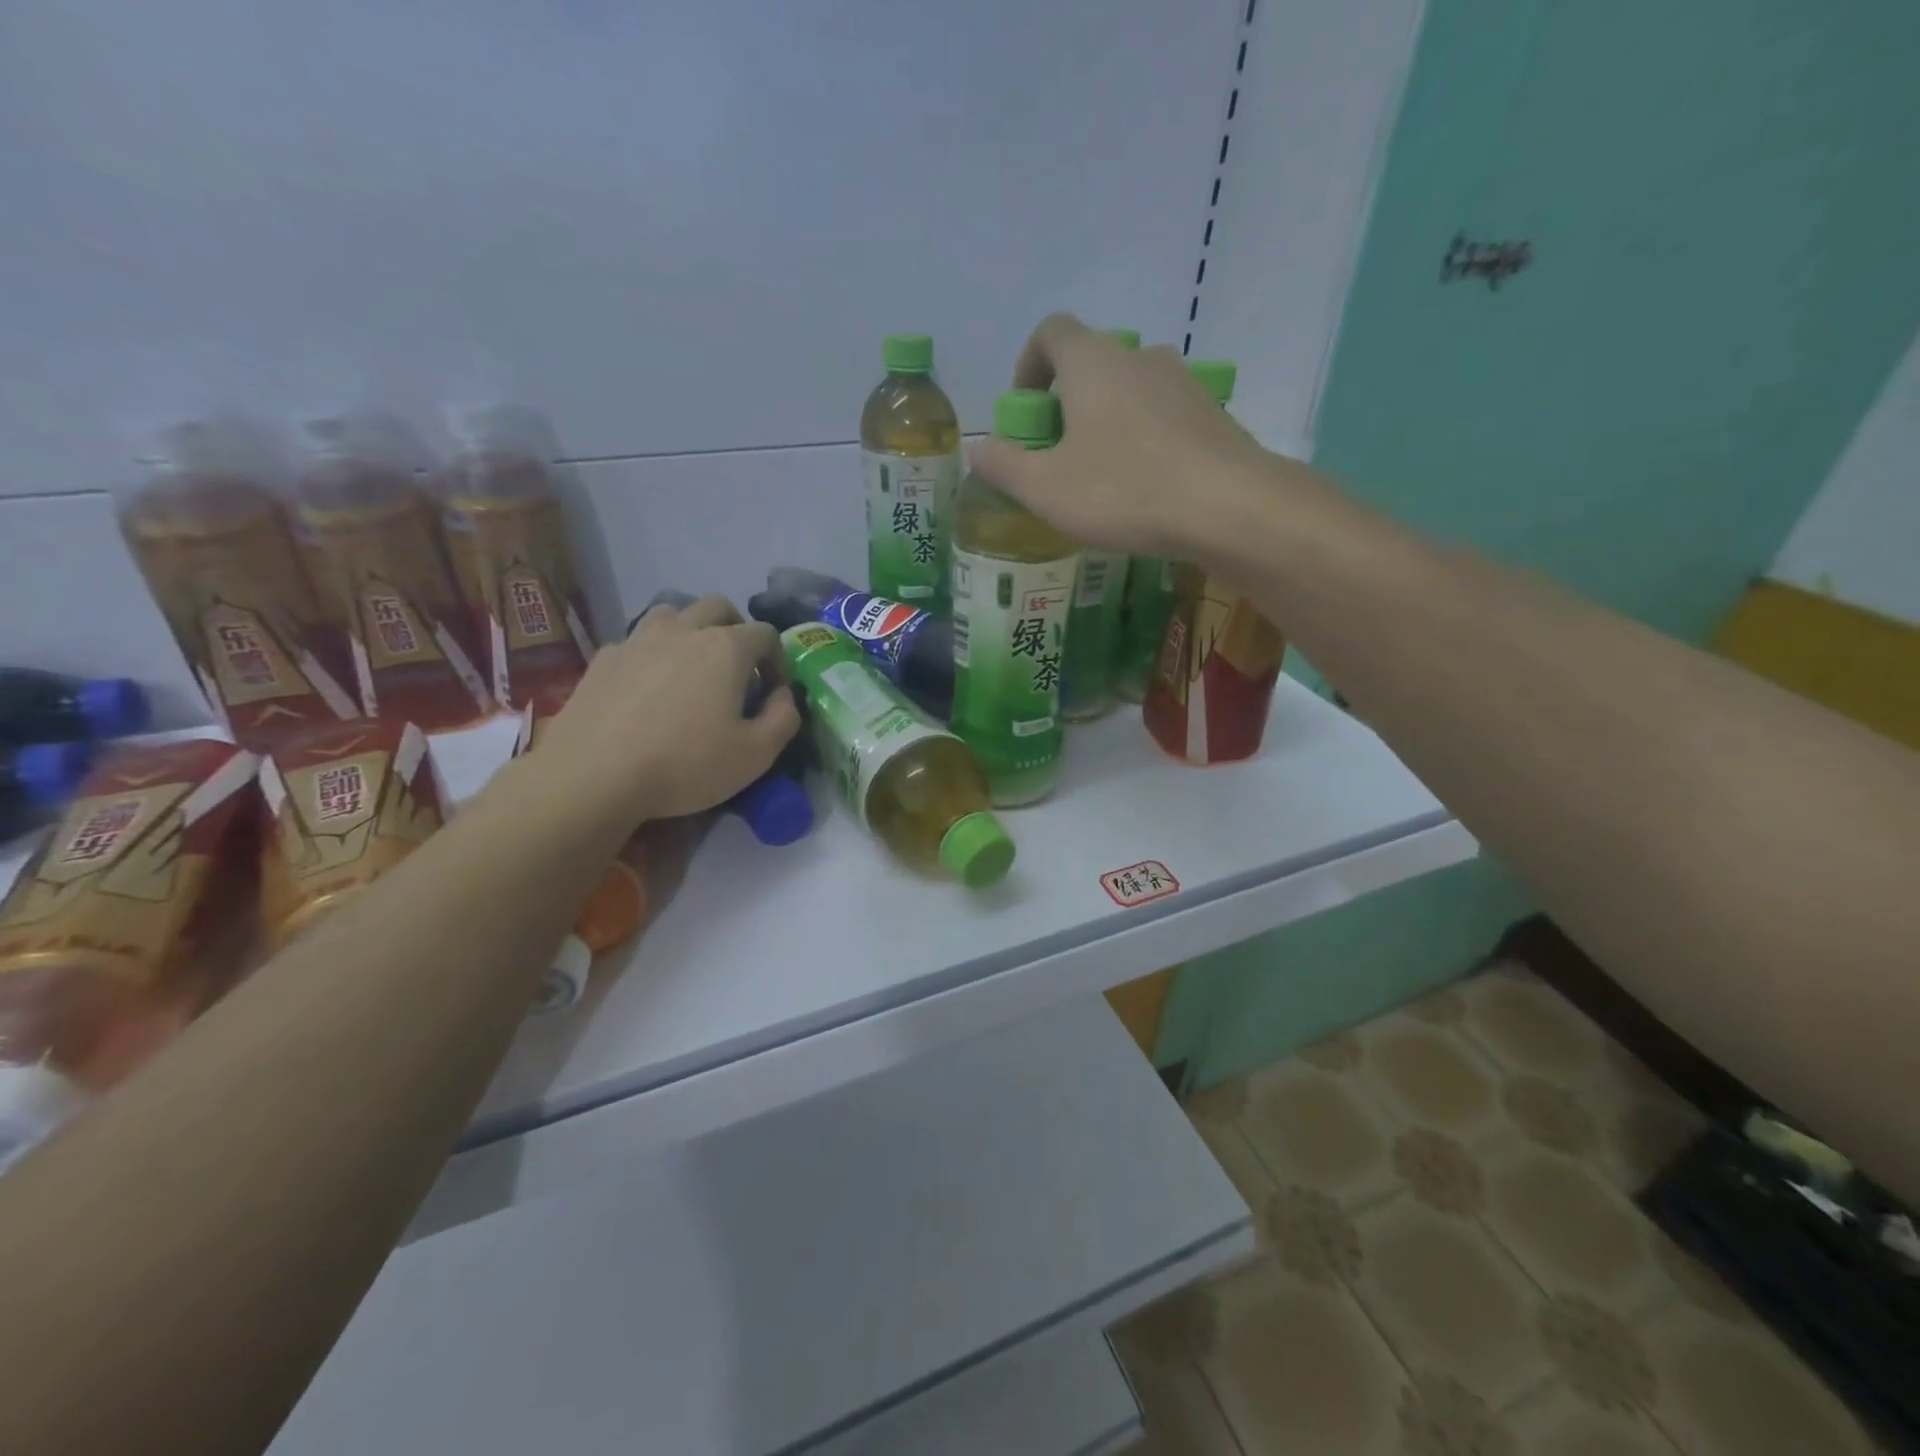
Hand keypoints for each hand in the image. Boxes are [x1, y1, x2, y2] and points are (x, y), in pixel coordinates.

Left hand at [537, 595, 799, 828]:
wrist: (593, 774)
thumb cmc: (686, 764)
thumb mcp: (756, 754)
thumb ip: (784, 718)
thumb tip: (783, 695)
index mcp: (727, 648)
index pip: (766, 633)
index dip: (778, 659)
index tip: (773, 691)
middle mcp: (684, 630)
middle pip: (719, 607)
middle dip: (736, 629)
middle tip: (737, 668)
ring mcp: (638, 639)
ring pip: (673, 613)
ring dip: (691, 631)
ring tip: (692, 667)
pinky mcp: (604, 658)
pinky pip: (638, 641)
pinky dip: (653, 653)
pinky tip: (648, 687)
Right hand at [967, 314, 1278, 556]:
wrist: (1229, 507)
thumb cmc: (1124, 491)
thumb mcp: (1046, 488)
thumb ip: (1004, 466)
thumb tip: (978, 450)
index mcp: (1093, 362)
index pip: (1051, 332)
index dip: (1028, 366)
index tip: (1024, 414)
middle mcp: (1140, 357)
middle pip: (1091, 364)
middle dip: (1065, 404)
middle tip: (1057, 457)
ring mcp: (1183, 383)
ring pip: (1129, 392)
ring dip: (1106, 424)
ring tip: (1100, 478)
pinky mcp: (1213, 415)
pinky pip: (1163, 417)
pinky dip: (1143, 441)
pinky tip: (1143, 490)